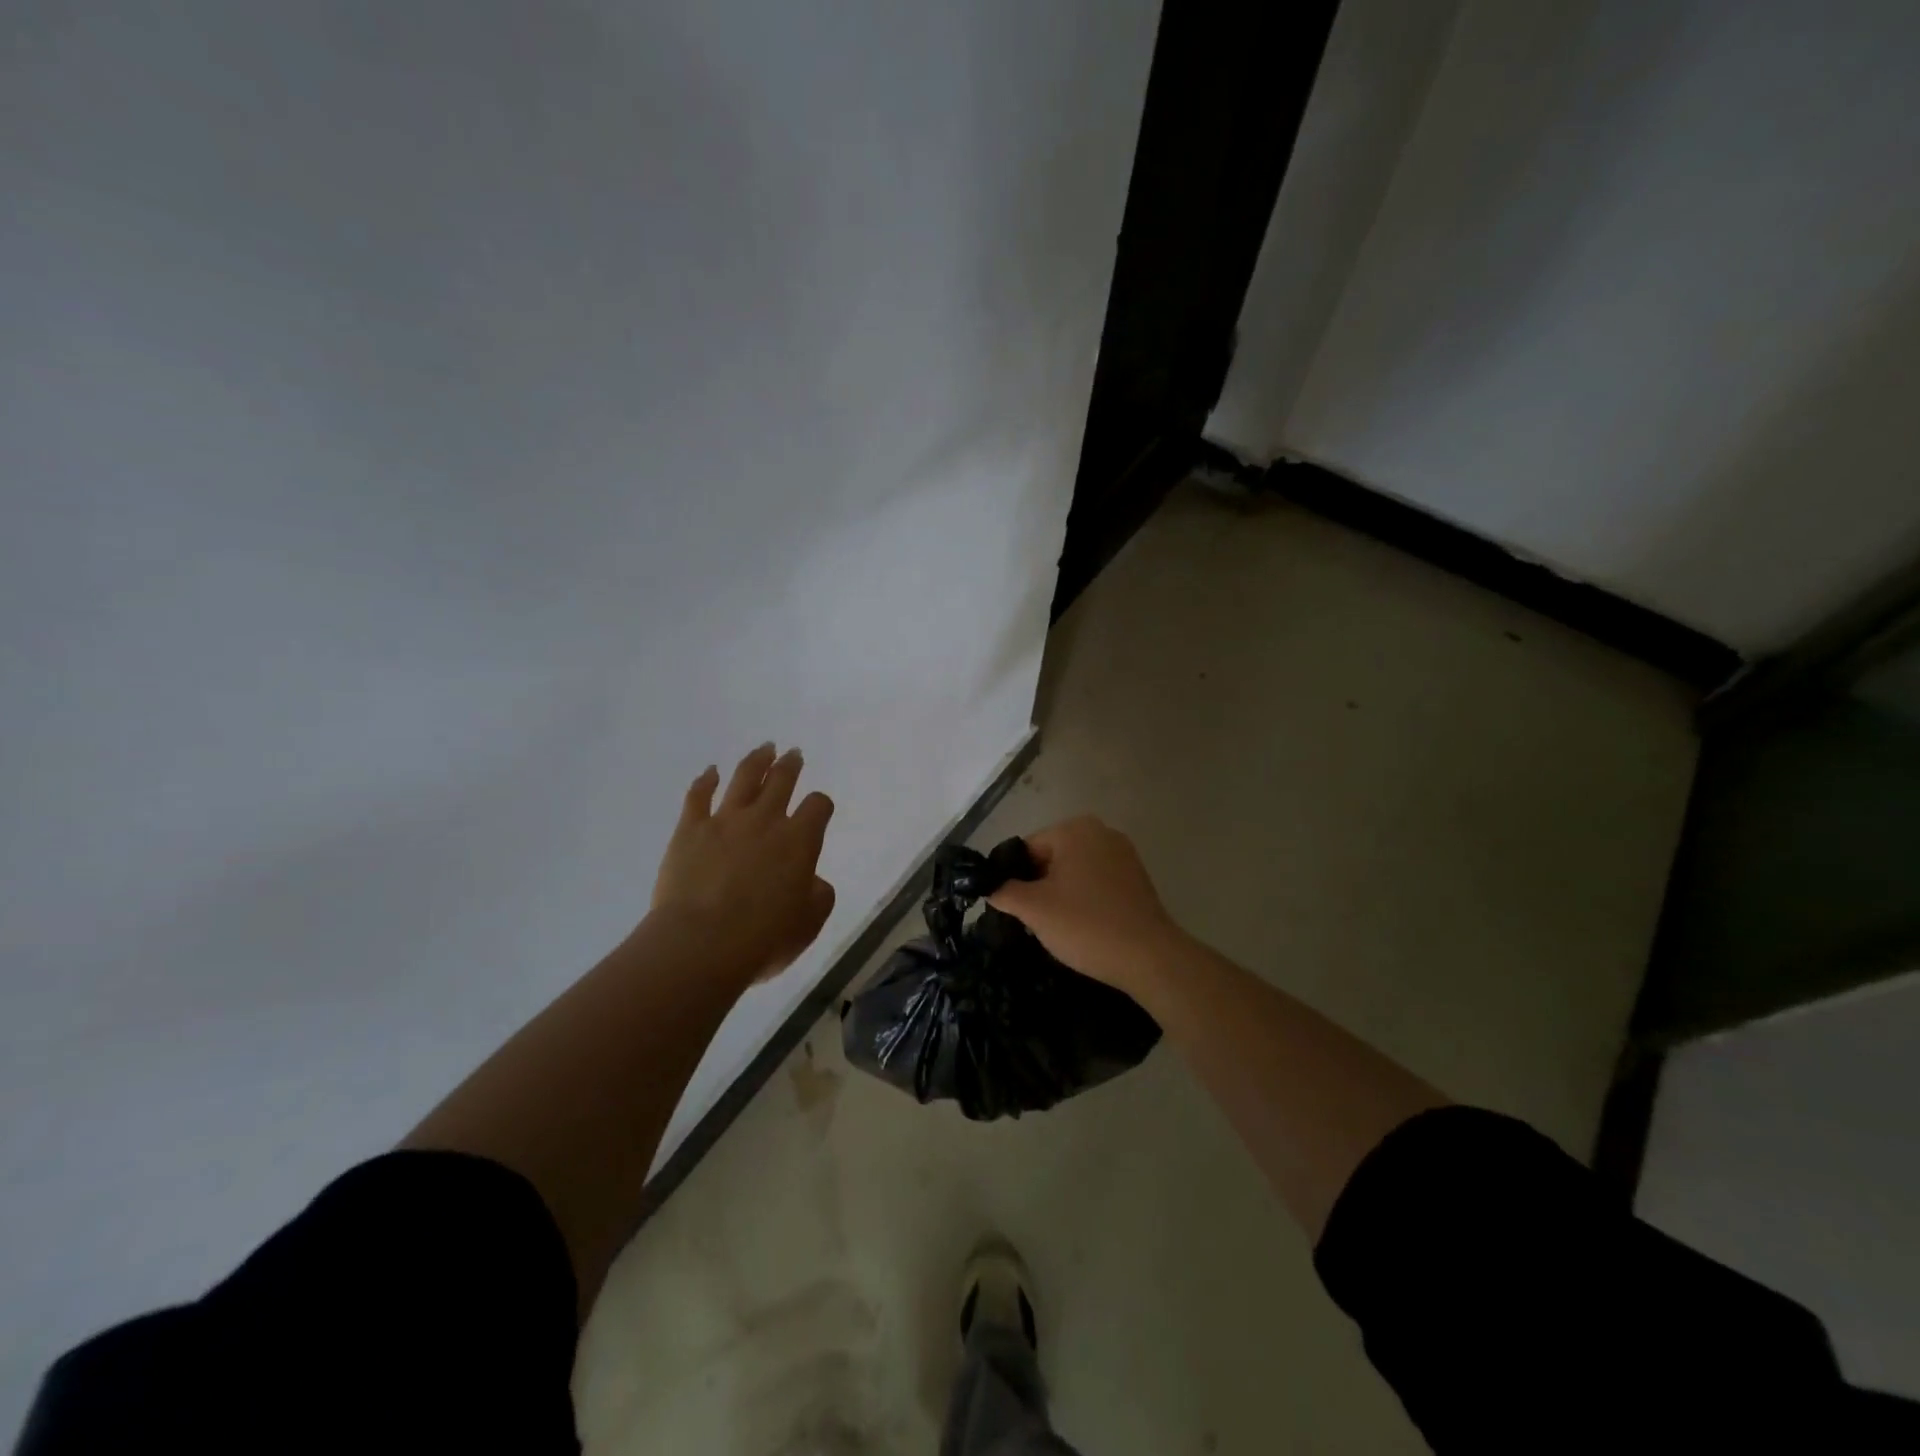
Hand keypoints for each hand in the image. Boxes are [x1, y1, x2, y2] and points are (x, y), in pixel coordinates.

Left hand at [649, 743, 836, 985]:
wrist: (701, 943)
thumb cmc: (763, 937)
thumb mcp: (809, 922)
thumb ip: (818, 894)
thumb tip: (810, 880)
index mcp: (800, 840)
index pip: (818, 806)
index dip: (820, 804)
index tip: (818, 809)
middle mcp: (765, 820)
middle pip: (782, 780)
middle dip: (790, 765)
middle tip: (793, 753)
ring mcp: (725, 821)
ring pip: (744, 778)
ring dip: (757, 761)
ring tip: (764, 748)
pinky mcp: (690, 830)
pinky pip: (698, 796)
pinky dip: (705, 780)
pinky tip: (710, 771)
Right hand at [986, 816, 1184, 992]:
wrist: (1149, 958)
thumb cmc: (1086, 925)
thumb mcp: (1034, 909)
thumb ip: (1003, 891)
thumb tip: (990, 886)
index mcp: (1075, 829)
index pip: (1026, 848)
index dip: (1013, 878)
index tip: (1012, 909)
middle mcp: (1101, 832)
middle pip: (1051, 858)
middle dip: (1037, 886)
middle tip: (1033, 921)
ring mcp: (1123, 855)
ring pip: (1073, 872)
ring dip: (1060, 895)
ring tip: (1057, 928)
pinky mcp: (1136, 878)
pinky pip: (1096, 883)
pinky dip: (1084, 900)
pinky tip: (1082, 927)